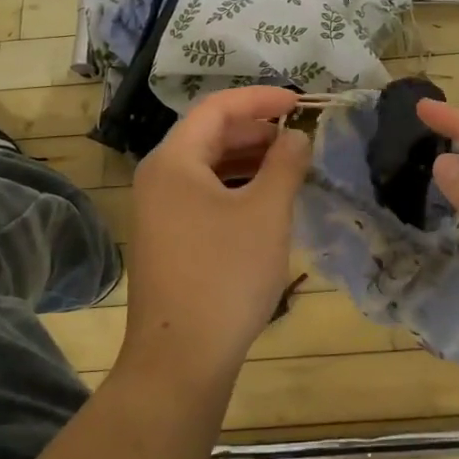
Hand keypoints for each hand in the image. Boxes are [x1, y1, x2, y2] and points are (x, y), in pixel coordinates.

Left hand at [125, 86, 311, 386]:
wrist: (180, 359)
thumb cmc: (225, 276)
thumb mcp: (266, 213)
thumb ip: (285, 164)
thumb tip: (296, 137)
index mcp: (174, 161)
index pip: (216, 107)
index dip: (260, 99)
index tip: (299, 103)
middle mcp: (159, 178)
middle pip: (209, 135)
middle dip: (256, 129)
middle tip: (298, 136)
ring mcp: (159, 211)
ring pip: (208, 167)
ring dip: (248, 159)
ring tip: (289, 165)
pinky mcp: (168, 239)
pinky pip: (204, 195)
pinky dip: (236, 187)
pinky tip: (265, 201)